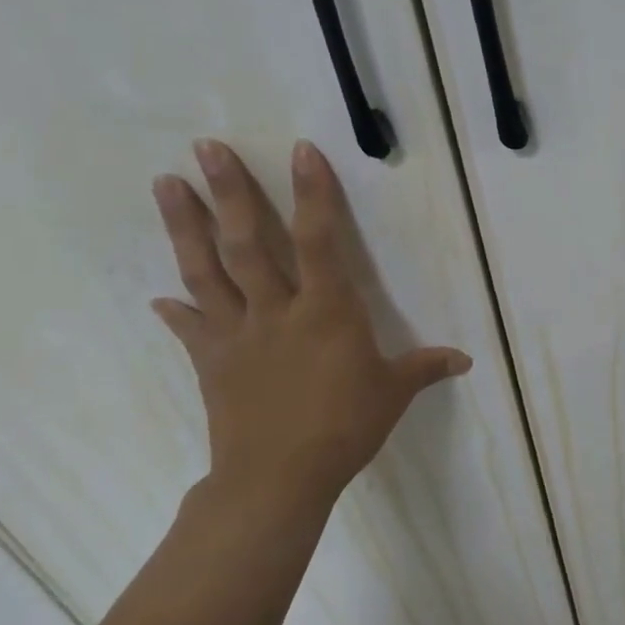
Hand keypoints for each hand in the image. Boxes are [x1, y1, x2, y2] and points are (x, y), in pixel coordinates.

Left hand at [150, 139, 470, 512]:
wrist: (278, 477)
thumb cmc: (345, 426)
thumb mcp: (394, 393)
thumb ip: (425, 367)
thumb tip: (464, 360)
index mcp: (327, 311)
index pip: (319, 240)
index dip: (313, 194)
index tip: (302, 152)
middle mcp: (277, 311)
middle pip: (247, 243)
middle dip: (229, 192)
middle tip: (205, 147)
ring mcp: (238, 335)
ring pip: (207, 271)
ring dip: (185, 227)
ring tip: (165, 184)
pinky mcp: (212, 363)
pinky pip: (192, 328)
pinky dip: (176, 311)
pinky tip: (159, 297)